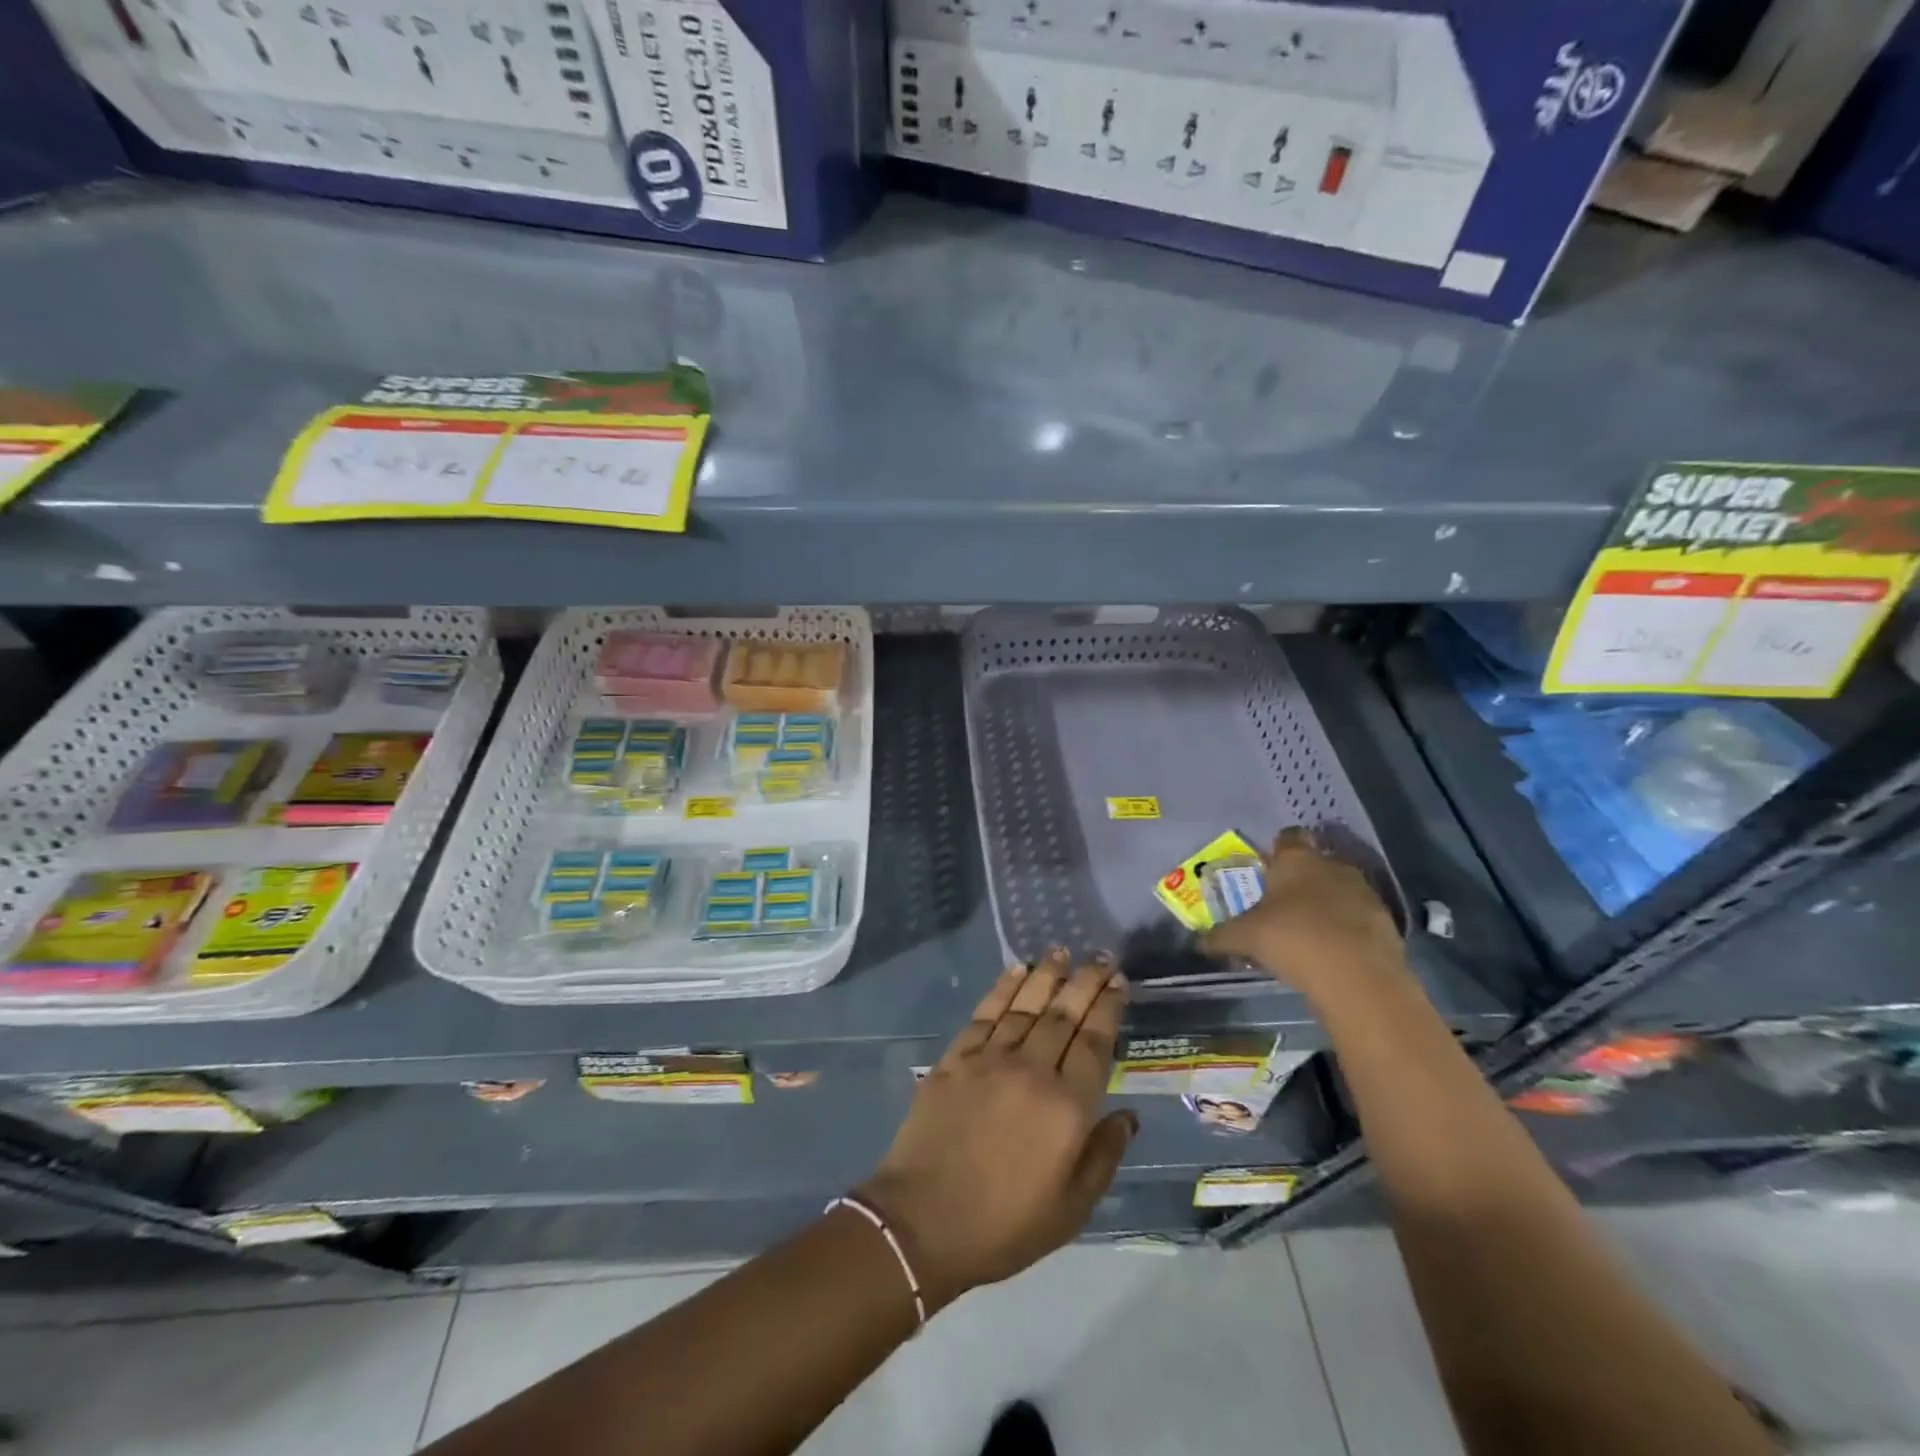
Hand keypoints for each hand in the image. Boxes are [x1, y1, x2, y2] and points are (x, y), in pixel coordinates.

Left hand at [856, 949, 1134, 1311]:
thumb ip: (1103, 1156)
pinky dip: (1003, 988)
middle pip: (1064, 1014)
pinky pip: (985, 1013)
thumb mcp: (1071, 1208)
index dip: (1108, 1008)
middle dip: (1085, 981)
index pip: (1094, 1042)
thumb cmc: (1005, 1225)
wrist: (923, 1222)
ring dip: (1046, 975)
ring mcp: (990, 1059)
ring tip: (1061, 951)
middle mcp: (1032, 1070)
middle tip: (1101, 957)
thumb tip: (1128, 1115)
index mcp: (1066, 1107)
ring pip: (1026, 1005)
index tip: (1119, 983)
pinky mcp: (956, 1058)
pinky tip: (1016, 971)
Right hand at [1202, 826, 1407, 1002]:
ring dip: (1325, 905)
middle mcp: (1332, 866)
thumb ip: (1220, 936)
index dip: (1276, 850)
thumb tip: (1197, 941)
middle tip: (1280, 906)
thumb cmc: (1293, 939)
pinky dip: (1346, 929)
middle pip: (1314, 864)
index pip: (1287, 837)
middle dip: (1299, 881)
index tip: (1266, 870)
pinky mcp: (1385, 922)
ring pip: (1338, 890)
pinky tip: (1331, 952)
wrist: (1359, 978)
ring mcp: (1364, 892)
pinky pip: (1358, 917)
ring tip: (1306, 932)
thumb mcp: (1245, 938)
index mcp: (1297, 859)